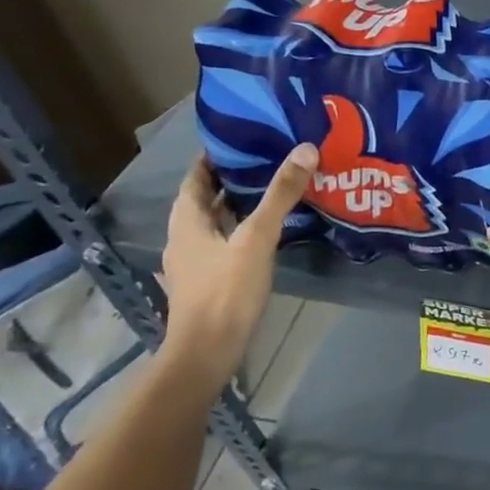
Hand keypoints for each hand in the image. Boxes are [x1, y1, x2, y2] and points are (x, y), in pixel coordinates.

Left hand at [159, 142, 316, 387]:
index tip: (242, 137)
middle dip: (231, 179)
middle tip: (267, 158)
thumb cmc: (226, 291)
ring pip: (216, 222)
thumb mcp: (257, 238)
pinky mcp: (209, 281)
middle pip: (205, 199)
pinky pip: (225, 243)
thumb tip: (305, 149)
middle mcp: (185, 238)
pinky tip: (268, 231)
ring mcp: (195, 262)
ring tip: (273, 189)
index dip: (214, 156)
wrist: (207, 352)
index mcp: (187, 221)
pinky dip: (242, 229)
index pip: (196, 177)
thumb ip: (280, 195)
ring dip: (238, 205)